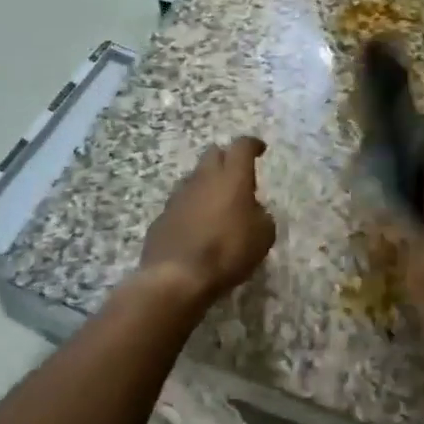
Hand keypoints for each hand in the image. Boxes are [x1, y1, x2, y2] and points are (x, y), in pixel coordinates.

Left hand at [138, 136, 274, 308]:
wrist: (176, 278)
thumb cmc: (227, 252)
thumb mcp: (263, 237)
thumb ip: (261, 216)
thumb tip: (254, 212)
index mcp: (232, 177)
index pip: (242, 146)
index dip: (252, 144)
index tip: (259, 149)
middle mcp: (203, 178)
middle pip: (213, 154)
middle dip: (226, 159)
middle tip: (236, 176)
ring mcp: (178, 196)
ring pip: (194, 178)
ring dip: (206, 185)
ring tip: (216, 204)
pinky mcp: (161, 217)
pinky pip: (180, 203)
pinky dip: (191, 208)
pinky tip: (197, 227)